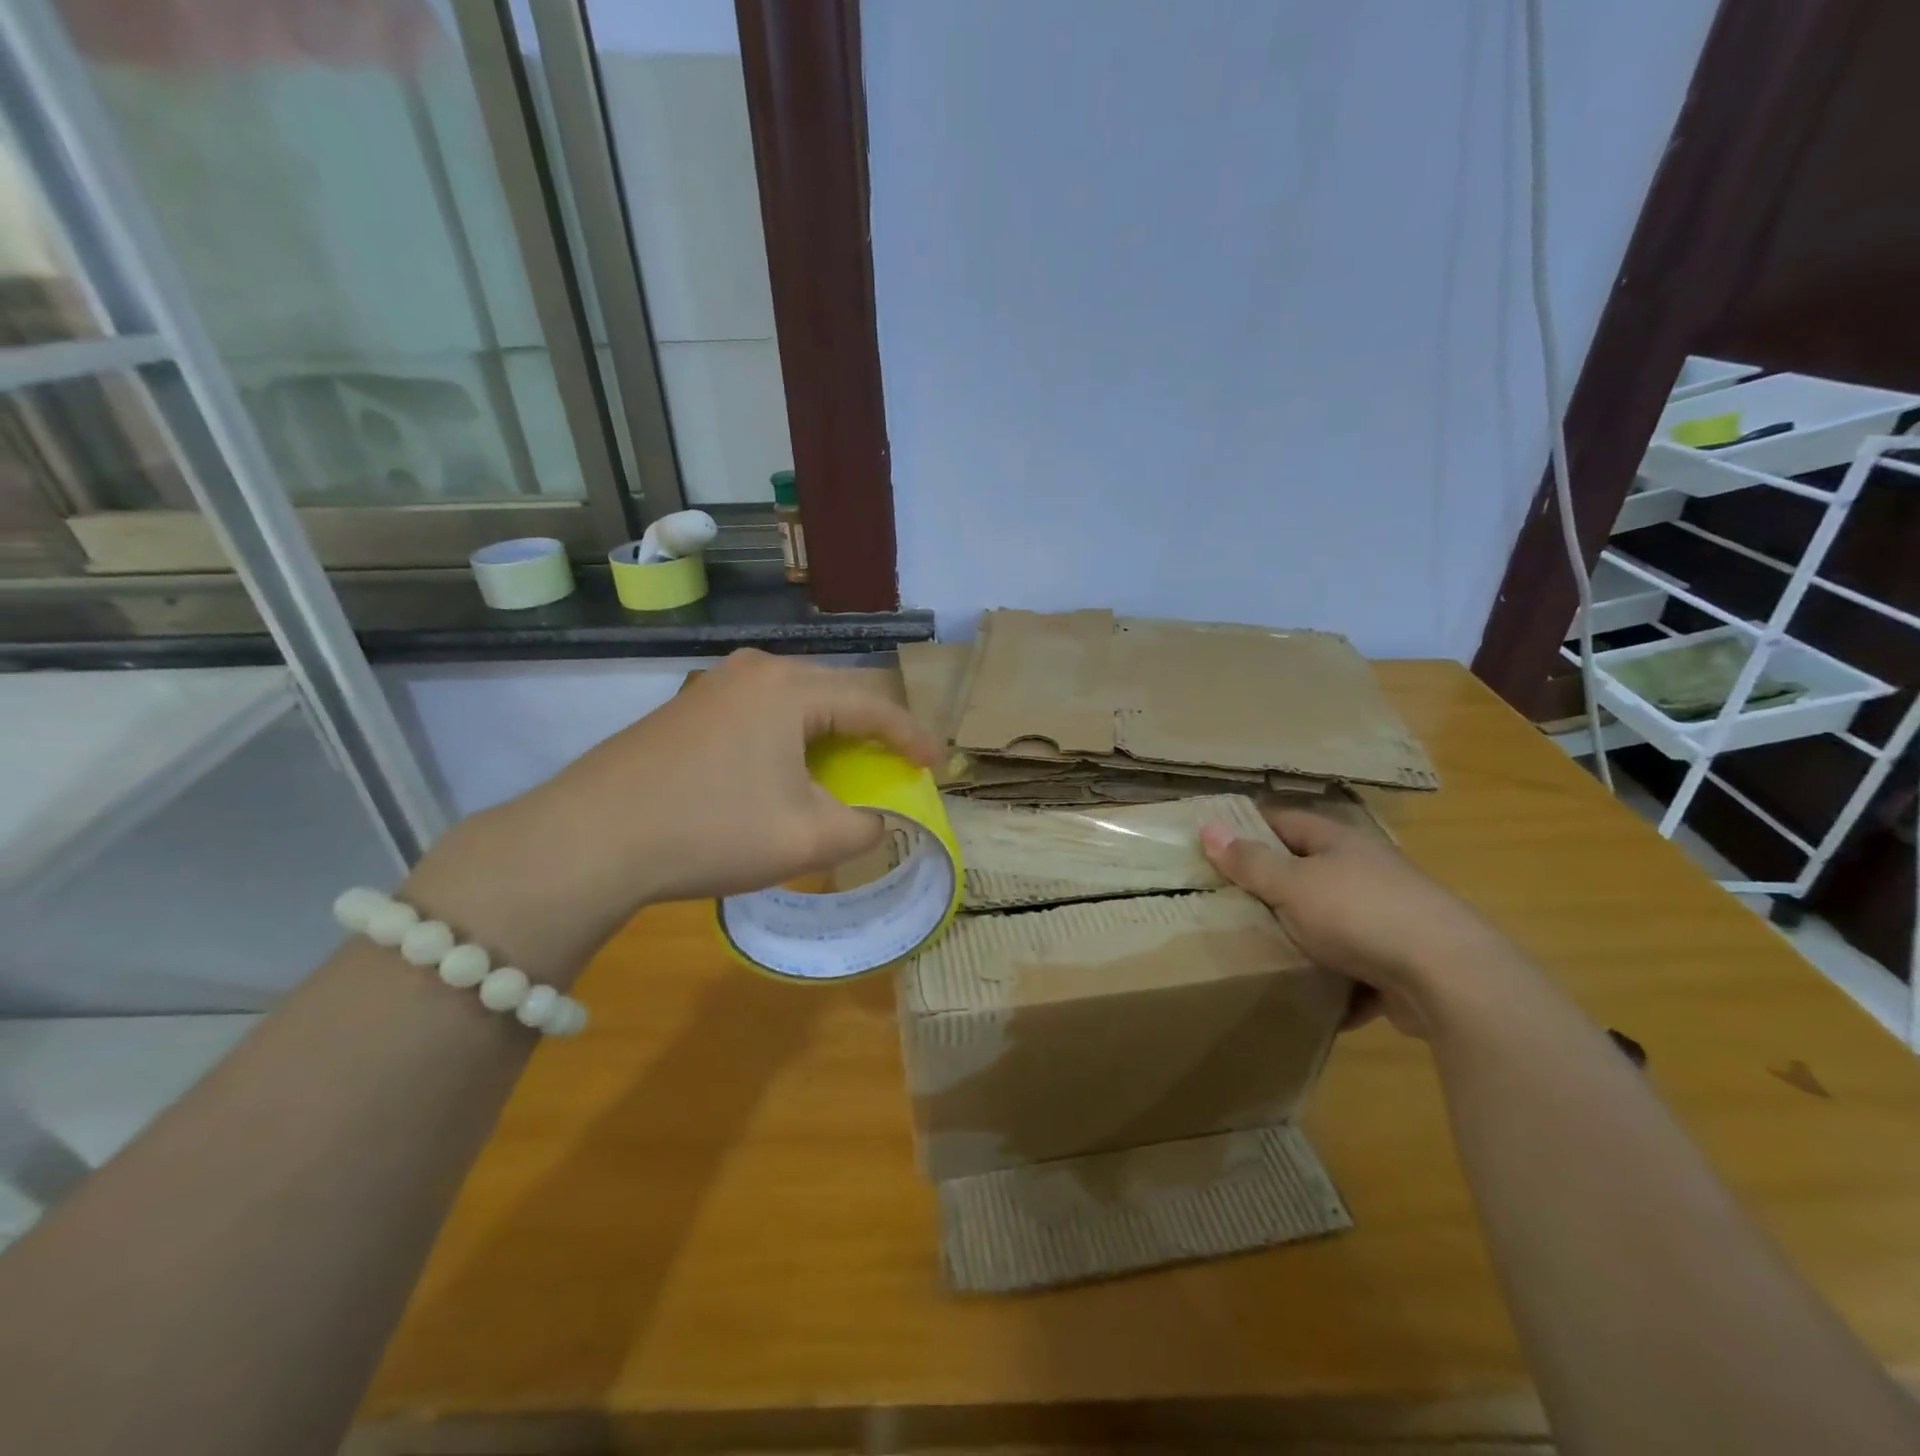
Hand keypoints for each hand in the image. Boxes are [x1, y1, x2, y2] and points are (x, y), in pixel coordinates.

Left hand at [403, 651, 938, 984]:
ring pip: (797, 703)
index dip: (913, 737)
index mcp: (790, 687)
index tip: (937, 765)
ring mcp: (715, 683)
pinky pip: (762, 713)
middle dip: (873, 732)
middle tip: (896, 767)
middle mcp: (756, 668)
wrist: (589, 840)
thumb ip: (864, 826)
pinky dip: (790, 739)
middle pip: (837, 694)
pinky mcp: (689, 706)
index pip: (874, 703)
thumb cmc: (709, 831)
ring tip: (846, 771)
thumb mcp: (806, 840)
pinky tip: (785, 772)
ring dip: (830, 736)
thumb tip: (878, 819)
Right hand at [1200, 805, 1509, 1036]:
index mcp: (1340, 843)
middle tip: (1225, 903)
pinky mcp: (1402, 963)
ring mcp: (1389, 917)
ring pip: (1331, 922)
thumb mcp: (1291, 885)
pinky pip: (1355, 969)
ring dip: (1303, 938)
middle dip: (1272, 888)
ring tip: (1259, 952)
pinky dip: (1334, 982)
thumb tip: (1208, 828)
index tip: (1215, 844)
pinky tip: (1309, 997)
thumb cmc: (1359, 914)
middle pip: (1308, 872)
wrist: (1449, 977)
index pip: (1286, 821)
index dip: (1250, 827)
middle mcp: (1367, 872)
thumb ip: (1250, 862)